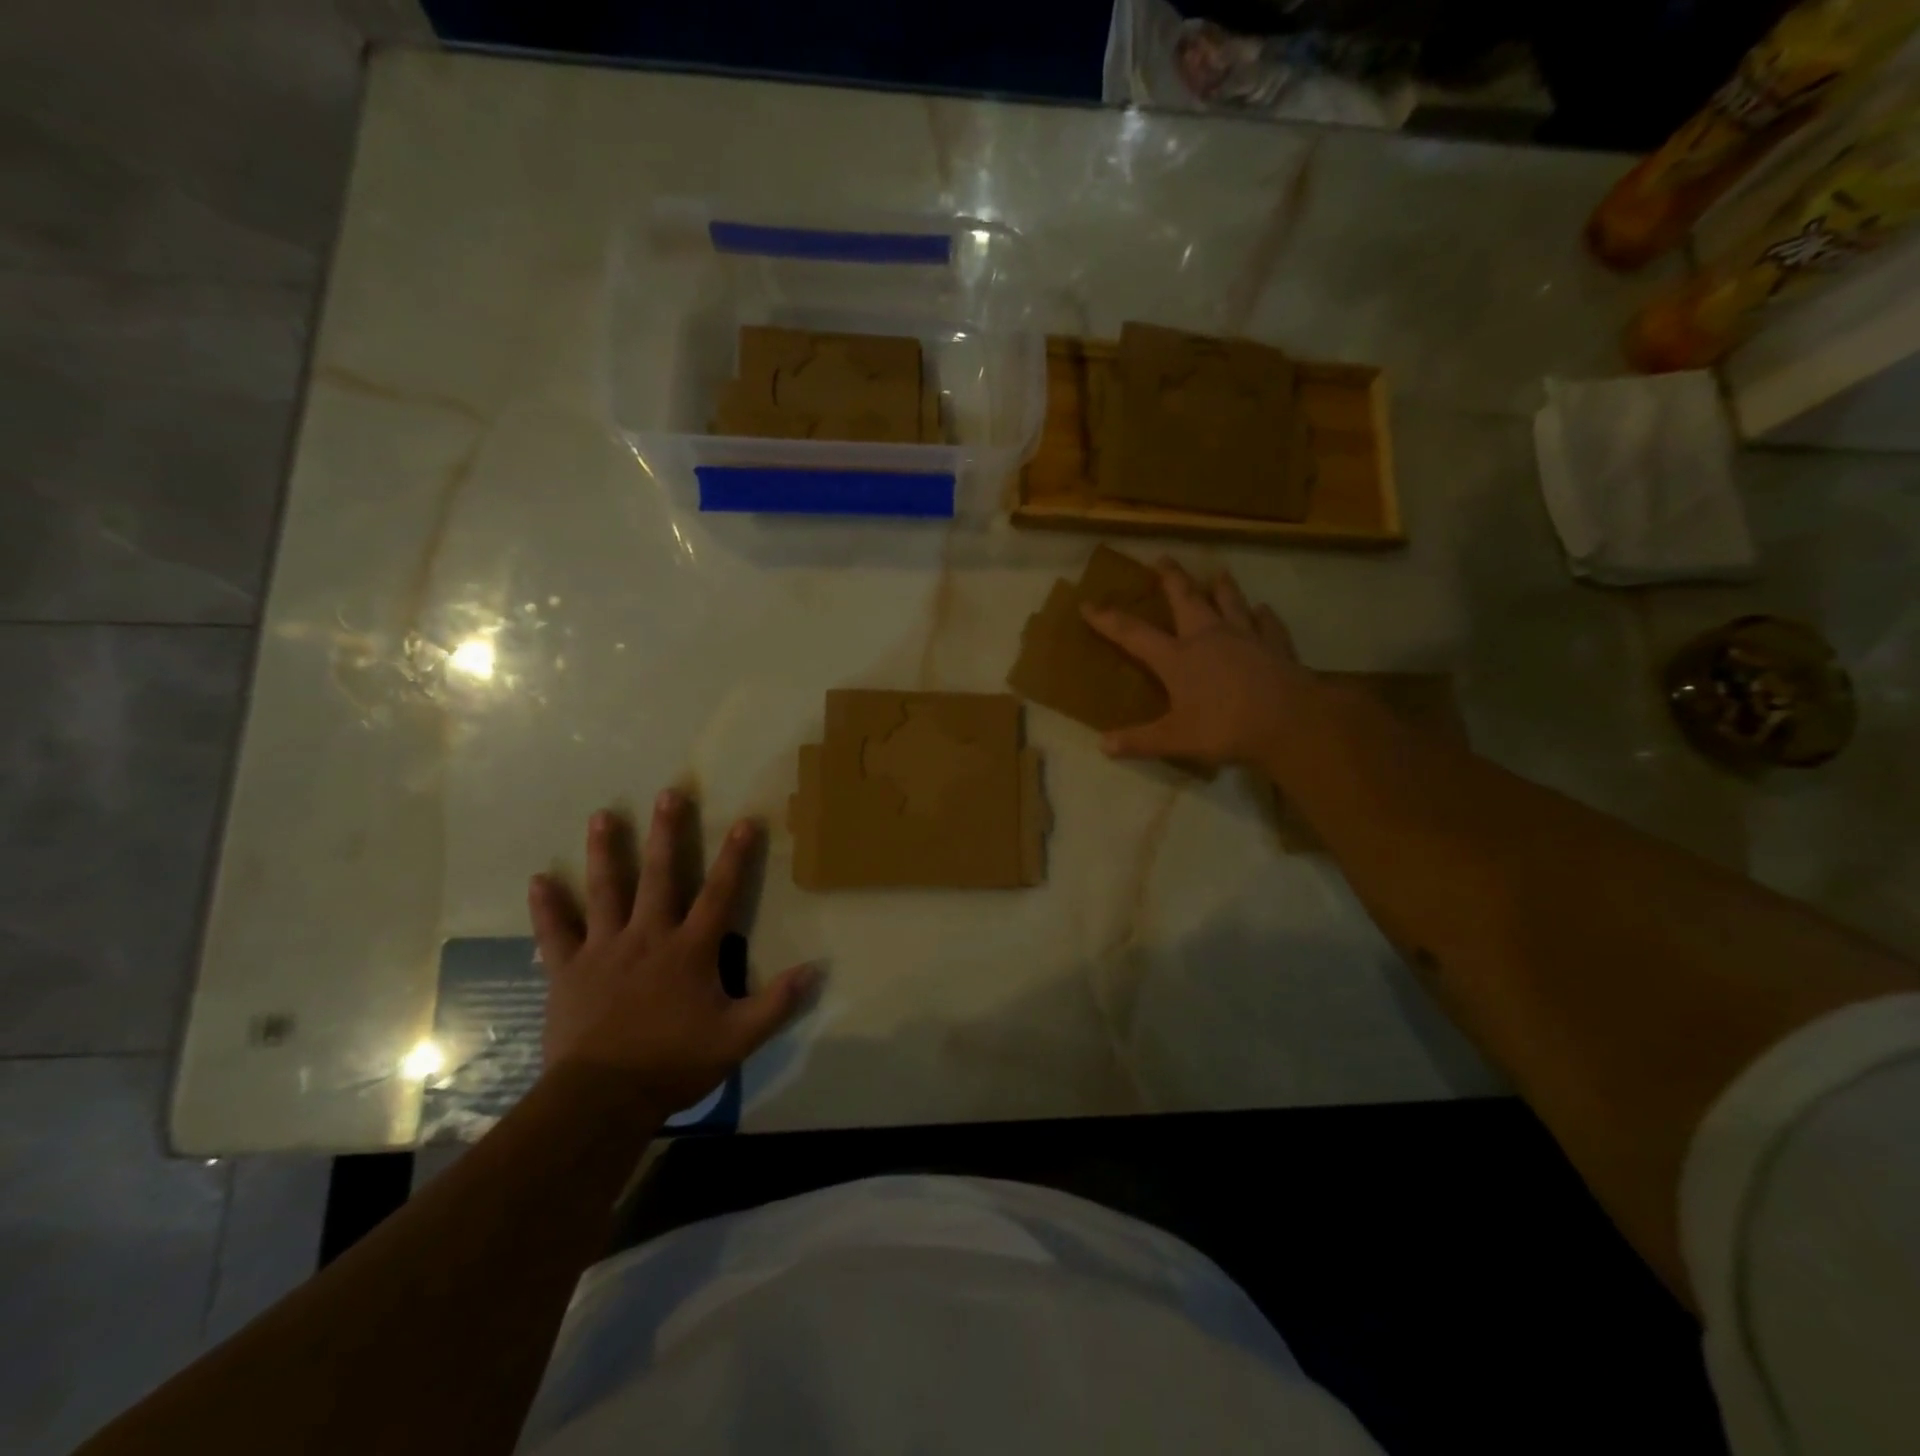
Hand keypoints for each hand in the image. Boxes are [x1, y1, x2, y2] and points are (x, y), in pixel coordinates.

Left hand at [528, 793, 816, 1116]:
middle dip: (667, 833)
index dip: (735, 856)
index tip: (744, 820)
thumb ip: (777, 1002)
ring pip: (606, 890)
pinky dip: (548, 906)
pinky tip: (539, 879)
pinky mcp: (568, 970)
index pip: (720, 892)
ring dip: (606, 851)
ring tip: (602, 815)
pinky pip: (556, 931)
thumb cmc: (674, 1062)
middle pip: (660, 875)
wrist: (603, 1098)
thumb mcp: (738, 1038)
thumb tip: (815, 970)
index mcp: (690, 949)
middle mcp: (648, 936)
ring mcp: (604, 949)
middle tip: (669, 793)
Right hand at [1082, 557, 1310, 767]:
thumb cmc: (1226, 728)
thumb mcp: (1175, 740)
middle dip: (1171, 579)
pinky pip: (1268, 624)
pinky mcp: (1276, 645)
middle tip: (1162, 559)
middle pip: (1186, 599)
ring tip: (1217, 573)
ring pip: (1230, 602)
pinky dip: (1263, 616)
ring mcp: (1246, 636)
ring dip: (1222, 587)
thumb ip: (1138, 741)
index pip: (1133, 634)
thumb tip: (1102, 745)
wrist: (1289, 721)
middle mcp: (1208, 637)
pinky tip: (1263, 610)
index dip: (1108, 620)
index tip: (1088, 605)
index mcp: (1177, 658)